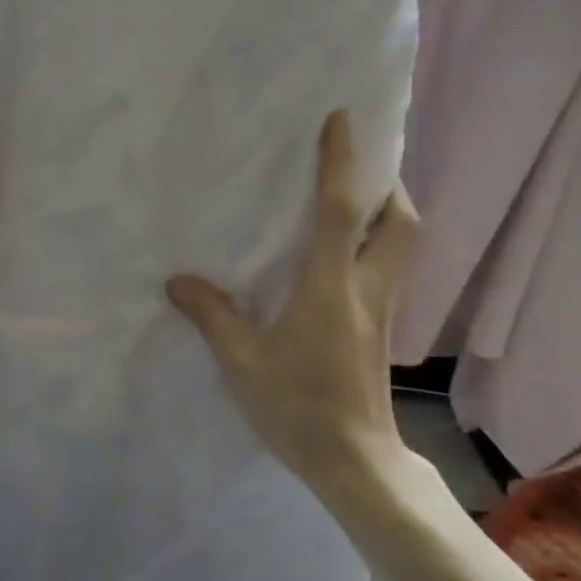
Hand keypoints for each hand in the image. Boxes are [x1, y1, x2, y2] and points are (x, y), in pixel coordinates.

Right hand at [166, 110, 420, 488]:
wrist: (354, 460)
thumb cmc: (297, 405)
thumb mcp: (242, 361)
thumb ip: (212, 315)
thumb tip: (177, 281)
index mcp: (331, 285)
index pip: (342, 210)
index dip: (342, 162)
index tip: (342, 120)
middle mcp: (368, 288)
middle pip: (400, 223)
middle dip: (386, 187)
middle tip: (357, 172)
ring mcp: (382, 312)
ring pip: (403, 247)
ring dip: (387, 216)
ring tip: (354, 206)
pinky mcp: (381, 332)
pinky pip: (389, 271)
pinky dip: (377, 248)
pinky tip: (345, 262)